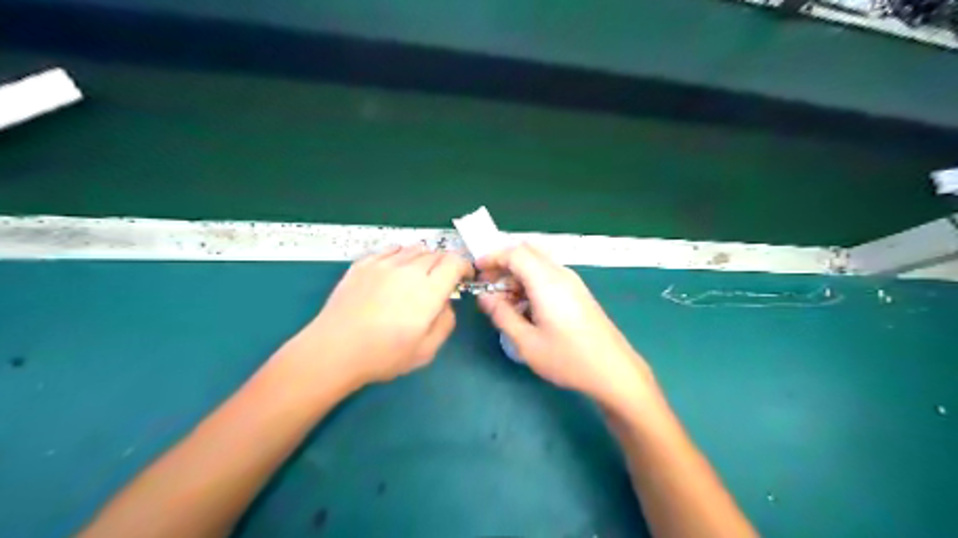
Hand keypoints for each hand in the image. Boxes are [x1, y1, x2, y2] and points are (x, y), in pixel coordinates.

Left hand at [288, 244, 474, 390]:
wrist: (333, 350)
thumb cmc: (383, 355)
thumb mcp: (426, 351)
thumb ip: (446, 323)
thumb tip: (446, 303)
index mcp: (428, 291)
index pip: (455, 262)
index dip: (464, 267)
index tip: (463, 278)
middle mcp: (408, 270)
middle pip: (436, 253)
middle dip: (446, 264)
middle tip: (441, 281)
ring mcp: (383, 264)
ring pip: (414, 248)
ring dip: (425, 258)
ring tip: (419, 275)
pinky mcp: (363, 264)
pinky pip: (391, 249)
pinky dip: (401, 255)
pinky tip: (396, 270)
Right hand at [475, 241, 655, 407]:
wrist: (613, 370)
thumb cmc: (567, 358)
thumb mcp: (526, 342)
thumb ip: (502, 315)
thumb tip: (485, 297)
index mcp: (546, 282)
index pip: (515, 253)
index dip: (492, 258)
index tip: (477, 272)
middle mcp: (560, 274)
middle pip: (527, 252)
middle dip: (504, 263)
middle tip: (488, 285)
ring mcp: (572, 282)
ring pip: (538, 263)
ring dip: (518, 273)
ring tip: (504, 301)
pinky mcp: (578, 292)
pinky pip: (549, 275)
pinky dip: (531, 281)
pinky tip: (526, 307)